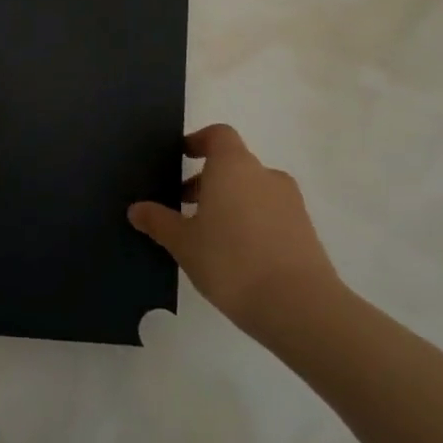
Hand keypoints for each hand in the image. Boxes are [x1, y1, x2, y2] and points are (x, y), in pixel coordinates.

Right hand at [129, 124, 342, 344]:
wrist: (299, 307)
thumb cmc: (230, 261)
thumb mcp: (183, 242)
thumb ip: (158, 221)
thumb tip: (137, 209)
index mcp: (234, 166)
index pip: (218, 135)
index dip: (199, 141)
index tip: (181, 157)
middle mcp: (265, 175)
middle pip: (234, 164)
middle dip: (208, 180)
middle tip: (184, 206)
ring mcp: (290, 203)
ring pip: (253, 190)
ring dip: (230, 202)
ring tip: (208, 235)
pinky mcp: (306, 231)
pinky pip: (270, 214)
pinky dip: (251, 222)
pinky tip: (235, 256)